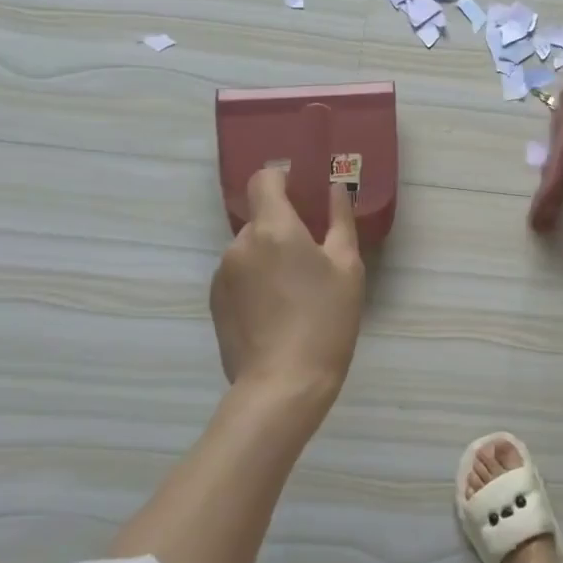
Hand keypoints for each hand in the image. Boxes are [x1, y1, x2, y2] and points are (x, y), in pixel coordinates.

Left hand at [210, 167, 365, 405]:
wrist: (283, 384)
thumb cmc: (326, 321)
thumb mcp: (347, 268)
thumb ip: (339, 221)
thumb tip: (335, 189)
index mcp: (274, 229)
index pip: (264, 180)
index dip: (281, 178)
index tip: (301, 189)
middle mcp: (240, 244)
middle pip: (261, 218)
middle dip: (284, 228)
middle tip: (314, 258)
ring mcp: (222, 274)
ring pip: (250, 249)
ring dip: (270, 256)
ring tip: (296, 291)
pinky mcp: (215, 302)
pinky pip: (239, 275)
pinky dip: (256, 280)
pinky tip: (277, 311)